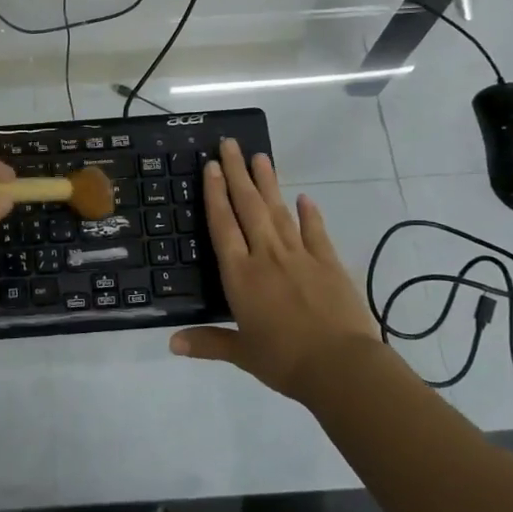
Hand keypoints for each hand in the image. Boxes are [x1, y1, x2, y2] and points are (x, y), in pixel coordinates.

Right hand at [169, 137, 379, 403]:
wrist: (341, 366)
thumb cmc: (284, 361)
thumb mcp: (242, 353)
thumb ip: (208, 342)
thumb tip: (170, 343)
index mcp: (241, 275)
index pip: (222, 225)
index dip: (215, 194)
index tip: (210, 166)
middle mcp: (266, 256)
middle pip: (248, 207)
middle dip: (237, 173)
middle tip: (229, 144)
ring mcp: (300, 256)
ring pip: (278, 211)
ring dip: (268, 182)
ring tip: (260, 157)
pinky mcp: (329, 262)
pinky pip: (316, 231)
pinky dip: (309, 213)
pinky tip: (304, 197)